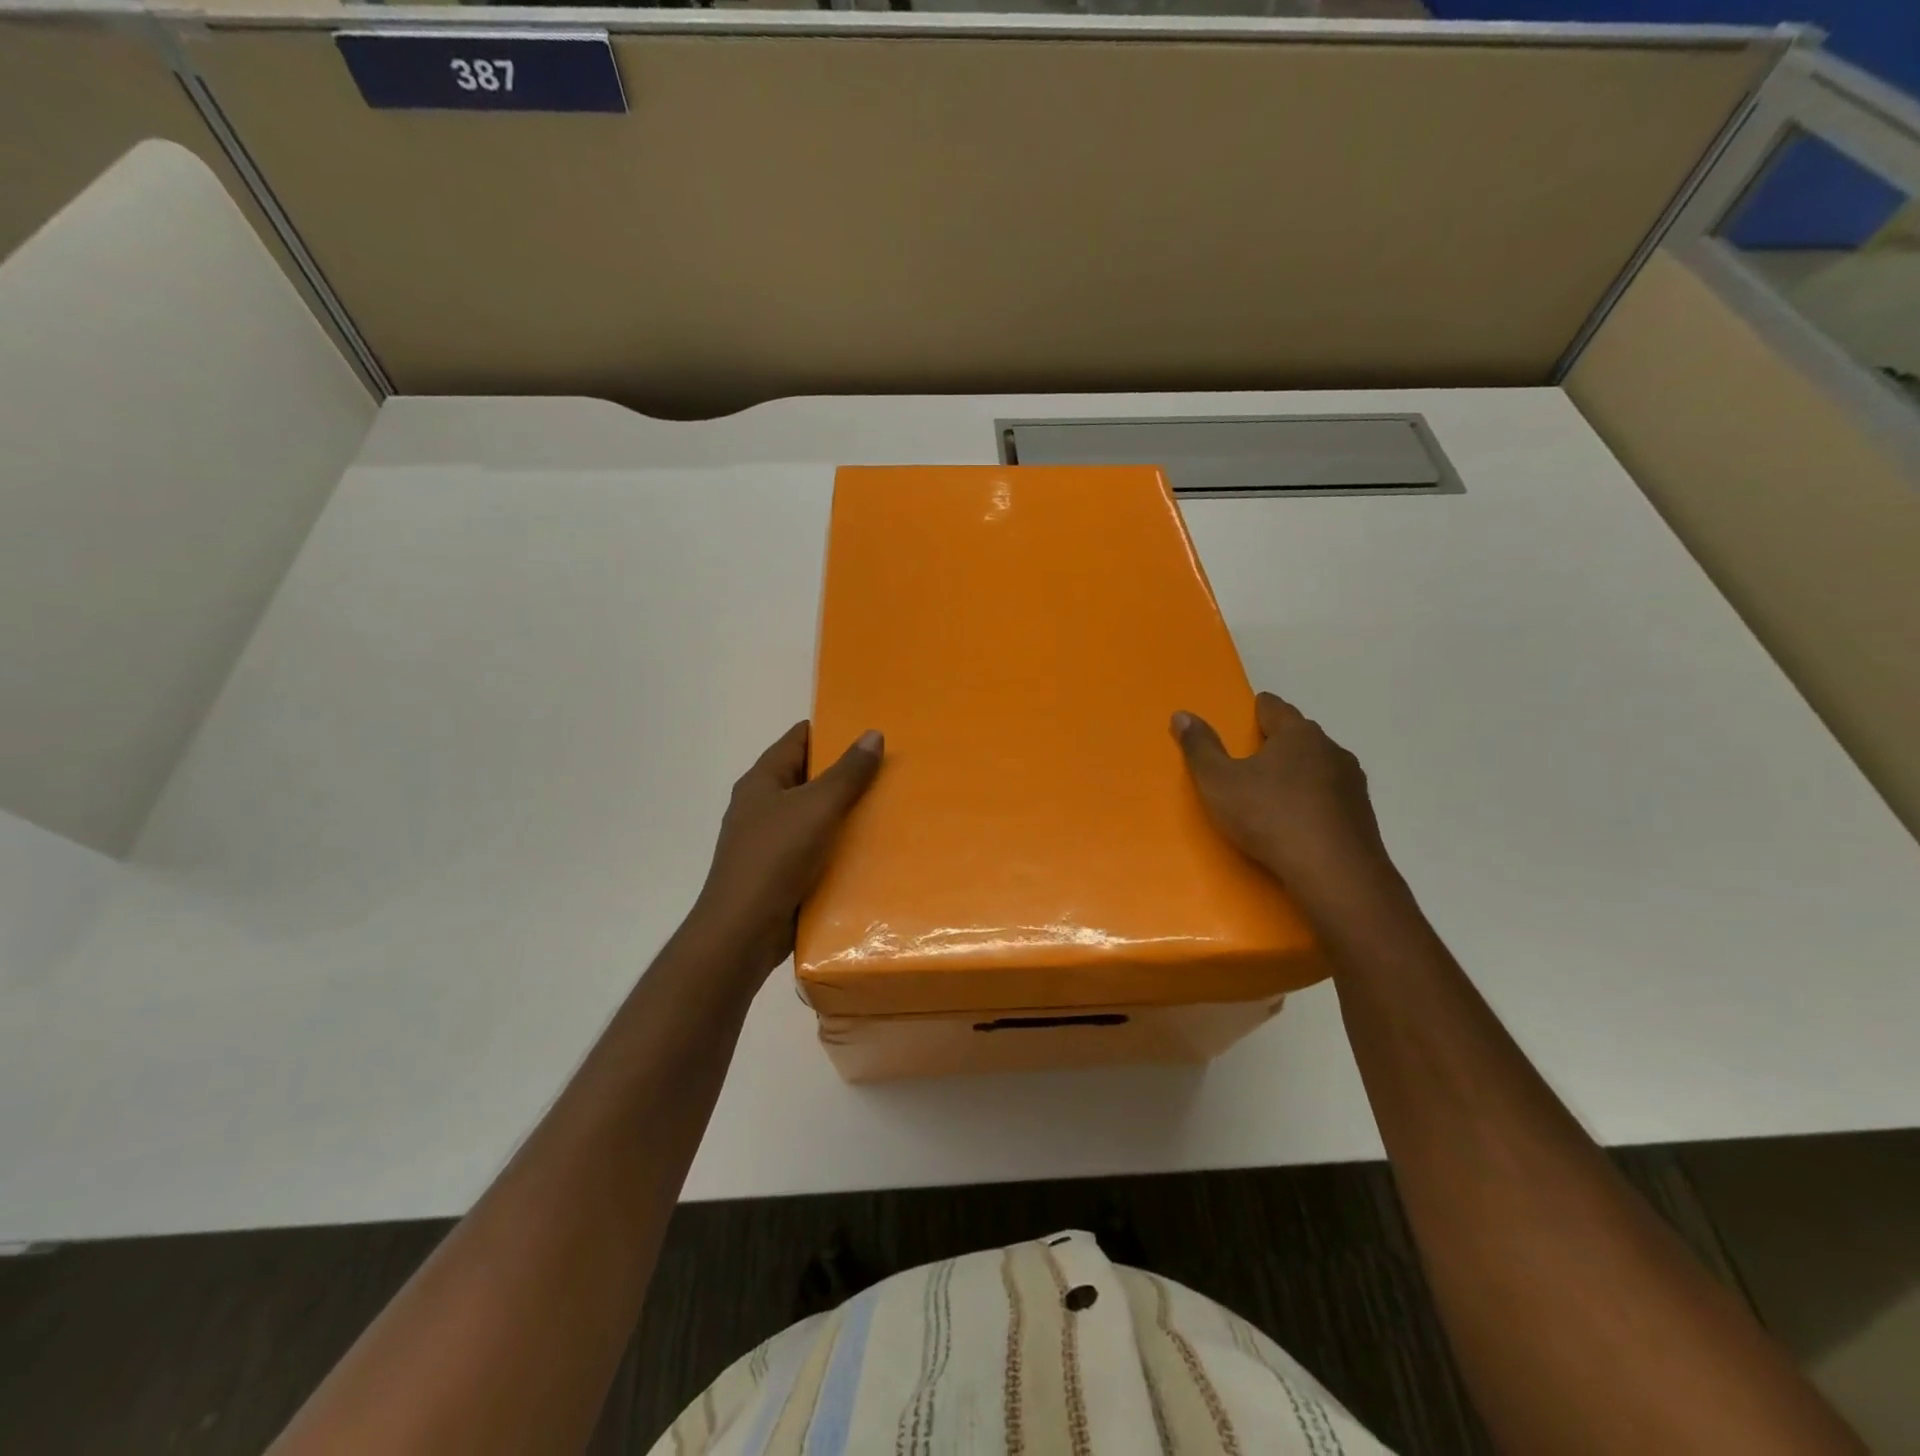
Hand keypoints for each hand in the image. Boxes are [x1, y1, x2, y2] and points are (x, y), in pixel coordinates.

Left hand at [692, 721, 883, 979]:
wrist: (743, 931)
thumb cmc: (776, 858)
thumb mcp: (817, 807)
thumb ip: (847, 772)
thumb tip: (872, 734)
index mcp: (762, 780)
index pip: (798, 739)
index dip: (832, 730)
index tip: (870, 731)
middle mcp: (762, 805)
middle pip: (808, 777)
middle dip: (846, 774)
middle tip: (890, 770)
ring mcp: (768, 841)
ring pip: (813, 816)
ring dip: (845, 813)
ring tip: (889, 807)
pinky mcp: (779, 873)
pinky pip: (814, 849)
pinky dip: (838, 846)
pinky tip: (870, 850)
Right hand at [1173, 691, 1391, 905]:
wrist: (1334, 873)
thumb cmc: (1269, 817)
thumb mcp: (1219, 783)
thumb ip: (1200, 748)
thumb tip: (1182, 714)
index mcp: (1297, 733)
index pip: (1274, 706)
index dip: (1255, 710)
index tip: (1243, 721)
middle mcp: (1331, 749)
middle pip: (1299, 735)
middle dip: (1277, 743)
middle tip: (1250, 762)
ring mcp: (1352, 783)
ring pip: (1319, 766)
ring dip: (1298, 774)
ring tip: (1274, 795)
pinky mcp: (1363, 815)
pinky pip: (1331, 797)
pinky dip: (1314, 801)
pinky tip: (1298, 823)